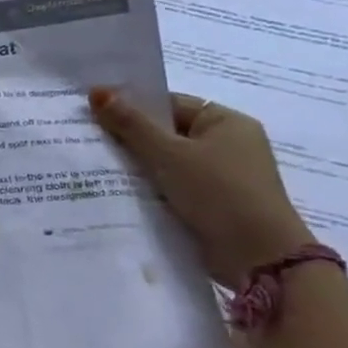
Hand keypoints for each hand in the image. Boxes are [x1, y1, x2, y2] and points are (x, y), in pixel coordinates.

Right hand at [90, 88, 313, 289]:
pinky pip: (174, 186)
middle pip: (168, 133)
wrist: (258, 256)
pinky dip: (152, 188)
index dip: (134, 106)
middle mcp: (229, 145)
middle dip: (132, 138)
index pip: (171, 104)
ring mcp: (223, 177)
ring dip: (140, 166)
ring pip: (169, 162)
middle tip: (90, 139)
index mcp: (227, 122)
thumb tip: (98, 90)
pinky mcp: (214, 204)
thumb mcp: (168, 154)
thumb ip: (131, 123)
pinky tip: (121, 192)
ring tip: (98, 166)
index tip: (95, 114)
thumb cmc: (218, 192)